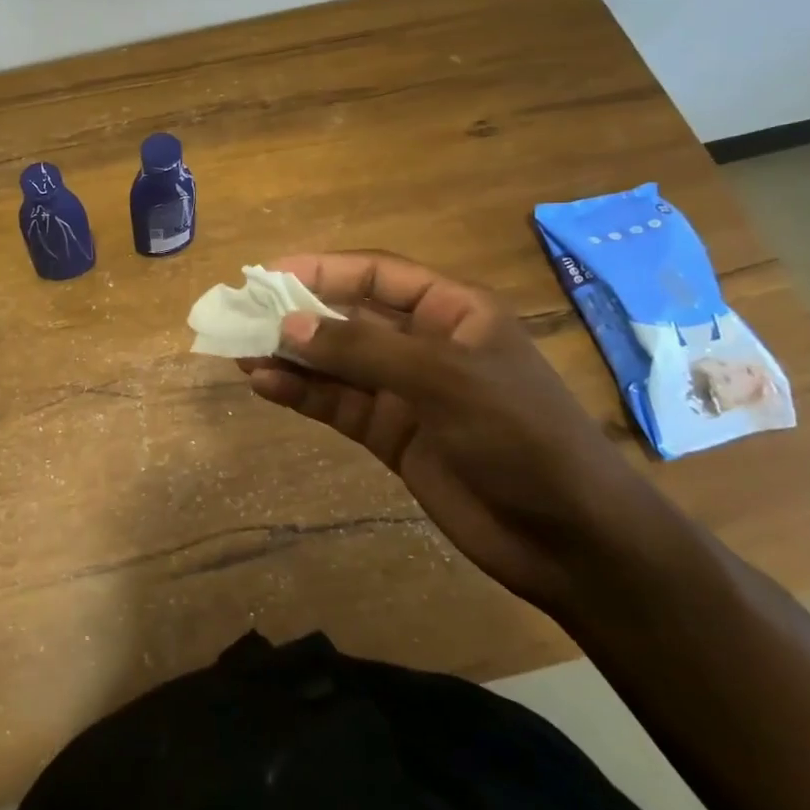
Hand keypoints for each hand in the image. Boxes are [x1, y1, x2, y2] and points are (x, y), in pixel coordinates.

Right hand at [242, 251, 694, 615]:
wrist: (569, 539)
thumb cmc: (519, 436)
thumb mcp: (445, 380)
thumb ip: (364, 349)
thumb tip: (289, 324)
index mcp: (453, 312)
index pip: (378, 276)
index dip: (323, 269)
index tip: (269, 274)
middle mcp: (425, 344)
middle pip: (349, 317)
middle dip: (297, 314)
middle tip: (241, 314)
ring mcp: (406, 391)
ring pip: (336, 362)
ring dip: (291, 356)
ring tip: (239, 350)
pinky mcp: (391, 434)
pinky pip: (338, 404)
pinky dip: (302, 394)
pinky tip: (265, 386)